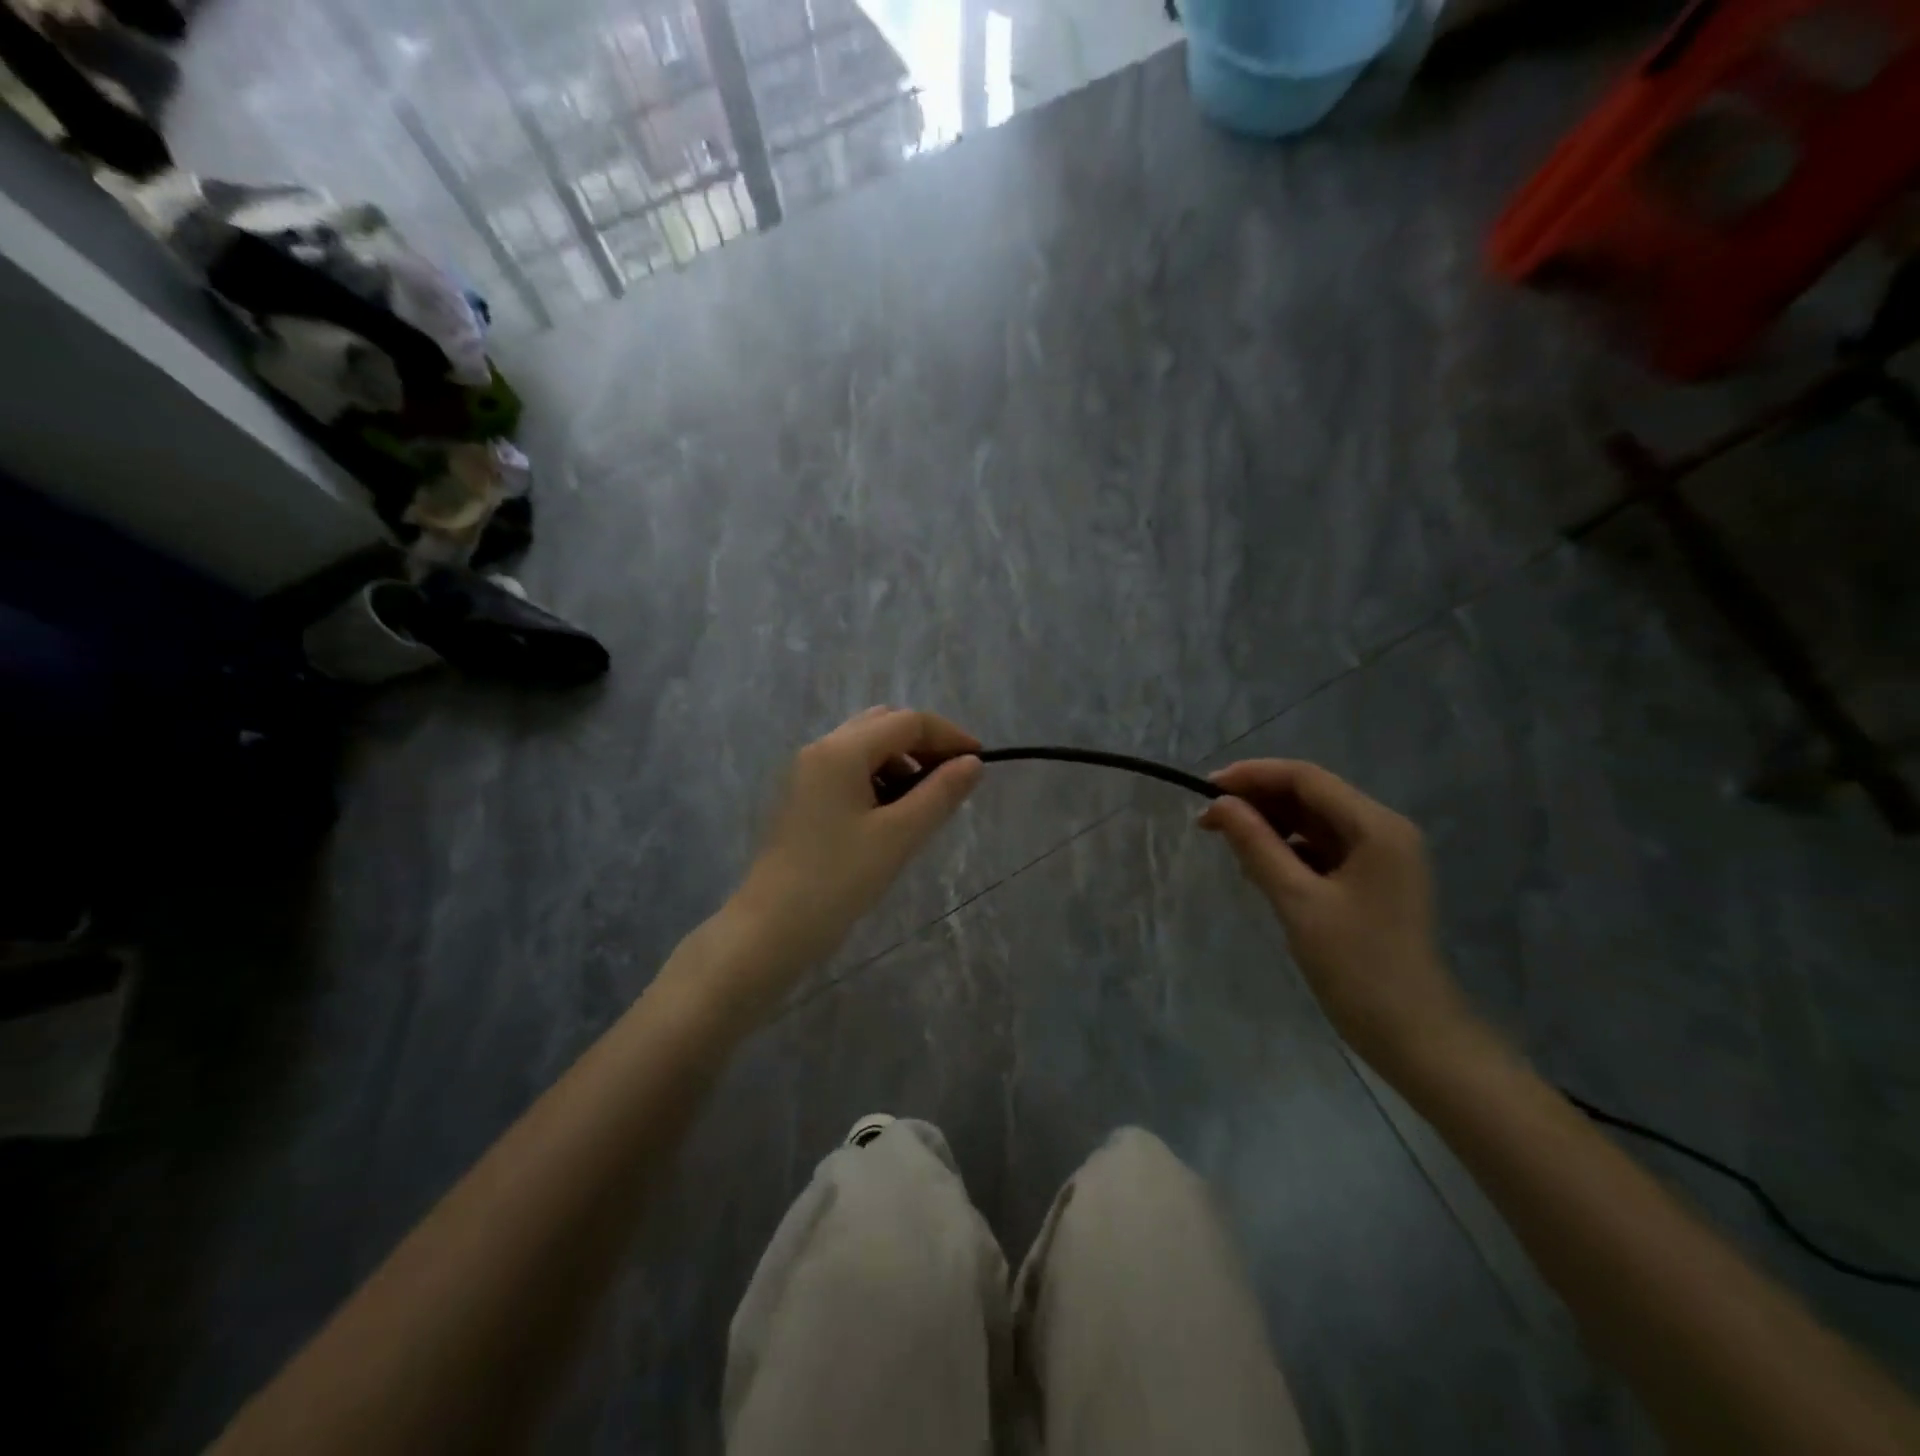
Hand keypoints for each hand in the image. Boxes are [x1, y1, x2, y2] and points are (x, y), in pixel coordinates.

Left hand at [735, 707, 982, 982]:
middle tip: (952, 779)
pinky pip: (848, 770)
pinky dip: (877, 778)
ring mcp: (806, 772)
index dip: (948, 736)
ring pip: (864, 747)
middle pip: (883, 725)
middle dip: (923, 744)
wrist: (770, 928)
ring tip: (923, 802)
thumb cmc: (838, 880)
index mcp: (841, 751)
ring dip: (900, 761)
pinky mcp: (802, 797)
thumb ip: (940, 793)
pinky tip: (890, 814)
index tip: (979, 762)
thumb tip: (973, 763)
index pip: (907, 722)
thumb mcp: (899, 836)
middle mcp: (820, 749)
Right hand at [1199, 760, 1478, 1078]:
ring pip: (1314, 822)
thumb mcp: (1297, 901)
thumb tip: (1219, 805)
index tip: (1206, 789)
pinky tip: (1258, 868)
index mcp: (1376, 827)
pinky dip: (1287, 850)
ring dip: (1270, 826)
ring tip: (1228, 844)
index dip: (1253, 776)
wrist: (1413, 1036)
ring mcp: (1380, 857)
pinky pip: (1322, 849)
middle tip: (1208, 820)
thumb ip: (1256, 846)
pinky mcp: (1371, 881)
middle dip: (1258, 801)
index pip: (1307, 779)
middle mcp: (1383, 831)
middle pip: (1311, 796)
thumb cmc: (1356, 966)